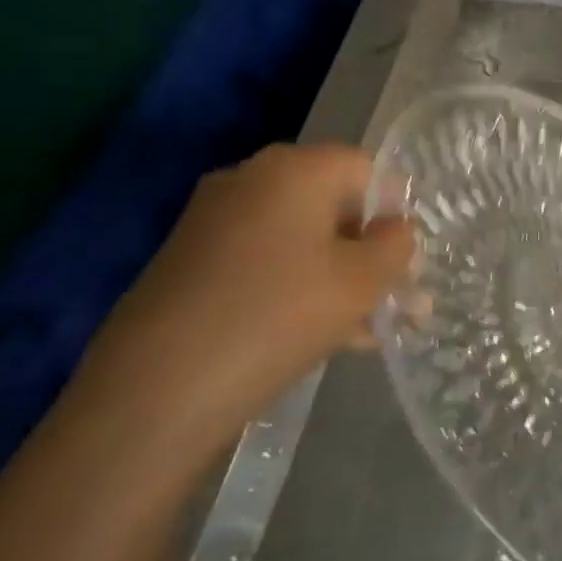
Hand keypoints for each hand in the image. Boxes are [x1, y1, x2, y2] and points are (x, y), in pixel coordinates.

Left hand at [70, 144, 410, 460]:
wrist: (153, 392)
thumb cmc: (276, 317)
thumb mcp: (360, 282)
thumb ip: (395, 246)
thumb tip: (395, 230)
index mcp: (295, 168)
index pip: (367, 169)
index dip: (396, 213)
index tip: (408, 263)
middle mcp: (250, 179)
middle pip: (332, 205)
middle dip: (370, 252)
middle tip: (396, 299)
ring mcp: (213, 220)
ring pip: (300, 240)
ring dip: (339, 276)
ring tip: (368, 329)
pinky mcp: (189, 262)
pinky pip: (265, 262)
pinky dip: (297, 287)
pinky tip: (323, 337)